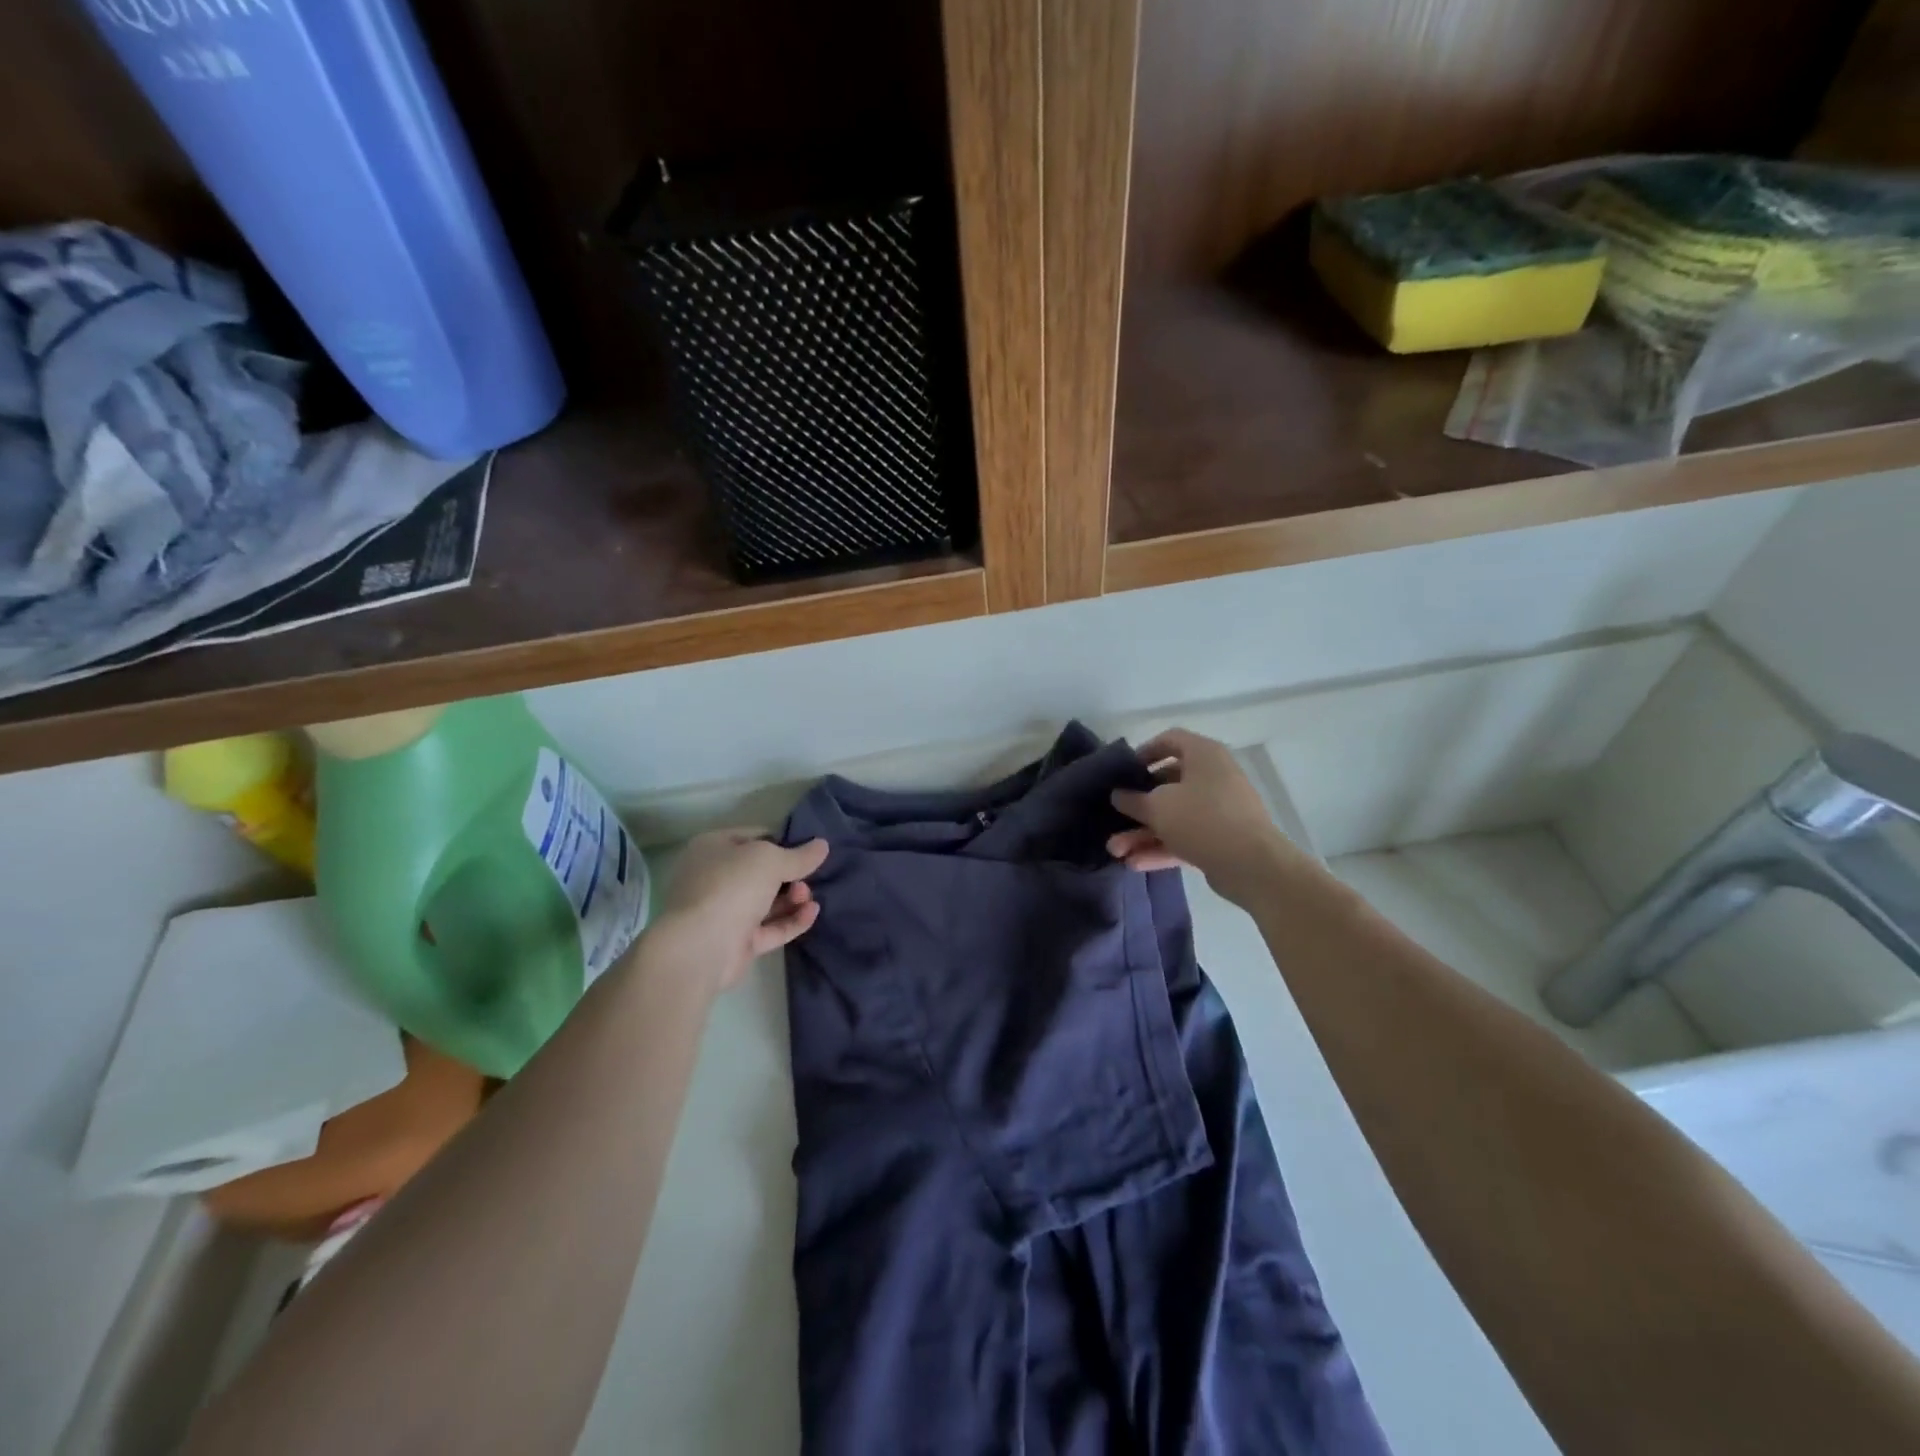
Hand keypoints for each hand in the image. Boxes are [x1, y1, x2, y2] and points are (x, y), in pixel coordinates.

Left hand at [650, 830, 828, 991]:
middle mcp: (715, 878)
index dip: (782, 841)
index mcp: (713, 849)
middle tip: (809, 877)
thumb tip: (823, 845)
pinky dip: (791, 920)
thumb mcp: (770, 860)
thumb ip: (799, 855)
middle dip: (790, 874)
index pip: (754, 837)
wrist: (700, 947)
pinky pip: (770, 928)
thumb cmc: (731, 887)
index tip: (809, 849)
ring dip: (793, 897)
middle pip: (761, 872)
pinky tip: (812, 913)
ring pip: (767, 901)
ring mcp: (725, 912)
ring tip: (809, 897)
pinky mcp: (737, 942)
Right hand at [1107, 729, 1296, 905]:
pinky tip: (1135, 863)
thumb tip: (1118, 795)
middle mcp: (1214, 777)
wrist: (1252, 865)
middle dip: (1137, 807)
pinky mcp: (1222, 838)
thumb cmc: (1201, 819)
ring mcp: (1220, 809)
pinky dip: (1162, 847)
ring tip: (1116, 851)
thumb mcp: (1157, 807)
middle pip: (1168, 784)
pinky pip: (1186, 837)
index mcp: (1204, 755)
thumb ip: (1132, 800)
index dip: (1144, 752)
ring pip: (1175, 816)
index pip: (1171, 740)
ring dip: (1144, 833)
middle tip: (1114, 818)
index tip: (1124, 771)